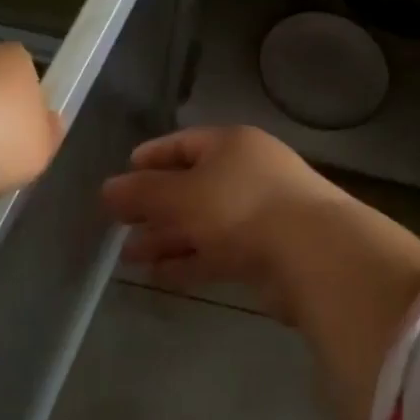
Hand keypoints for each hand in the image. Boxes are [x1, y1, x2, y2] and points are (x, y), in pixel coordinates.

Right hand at [101, 126, 353, 313]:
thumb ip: (142, 193)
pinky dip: (189, 260)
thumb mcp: (183, 195)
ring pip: (203, 222)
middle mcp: (246, 172)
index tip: (123, 175)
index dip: (152, 158)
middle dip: (154, 206)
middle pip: (191, 185)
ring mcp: (259, 213)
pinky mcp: (266, 251)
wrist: (313, 253)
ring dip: (167, 238)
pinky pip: (218, 250)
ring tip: (129, 257)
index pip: (183, 143)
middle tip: (118, 224)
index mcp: (231, 145)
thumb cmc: (241, 207)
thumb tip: (106, 189)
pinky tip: (159, 276)